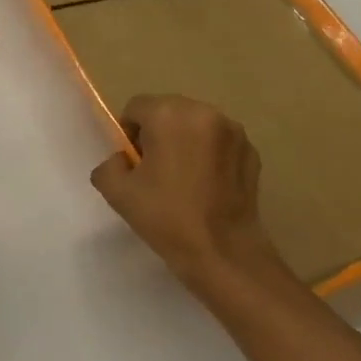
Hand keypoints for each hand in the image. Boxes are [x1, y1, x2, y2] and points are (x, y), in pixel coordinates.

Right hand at [90, 94, 290, 296]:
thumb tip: (123, 159)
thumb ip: (109, 165)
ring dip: (184, 142)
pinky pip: (219, 143)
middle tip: (155, 171)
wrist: (222, 252)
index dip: (129, 133)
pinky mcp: (251, 152)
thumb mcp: (117, 192)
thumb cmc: (166, 218)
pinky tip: (206, 186)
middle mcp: (204, 112)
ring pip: (195, 126)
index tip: (134, 164)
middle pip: (168, 111)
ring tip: (183, 179)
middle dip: (158, 134)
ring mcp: (233, 131)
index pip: (137, 107)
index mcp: (169, 115)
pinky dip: (209, 155)